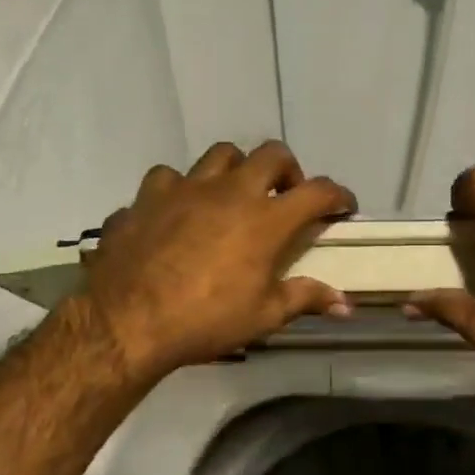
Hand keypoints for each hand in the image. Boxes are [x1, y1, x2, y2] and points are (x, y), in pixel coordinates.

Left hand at [75, 141, 356, 382]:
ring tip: (232, 194)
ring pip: (221, 154)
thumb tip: (346, 304)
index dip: (337, 195)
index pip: (317, 192)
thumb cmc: (205, 320)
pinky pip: (168, 178)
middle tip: (284, 196)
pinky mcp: (148, 196)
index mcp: (265, 219)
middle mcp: (230, 191)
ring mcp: (186, 187)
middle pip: (271, 154)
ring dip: (236, 169)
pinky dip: (179, 189)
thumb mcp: (264, 316)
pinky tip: (176, 210)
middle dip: (288, 170)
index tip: (343, 206)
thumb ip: (305, 299)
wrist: (128, 320)